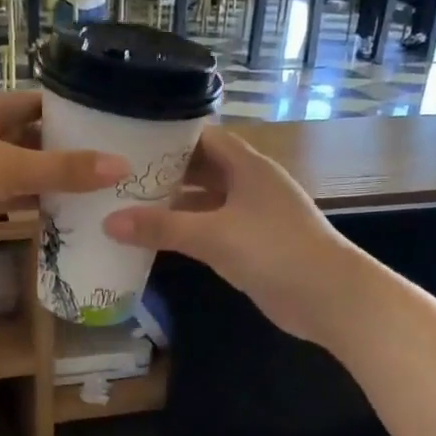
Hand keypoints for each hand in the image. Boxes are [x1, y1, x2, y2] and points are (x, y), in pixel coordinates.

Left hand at [0, 90, 125, 267]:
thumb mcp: (10, 168)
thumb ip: (64, 169)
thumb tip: (120, 166)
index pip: (30, 101)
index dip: (64, 110)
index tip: (100, 124)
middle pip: (21, 137)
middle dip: (57, 149)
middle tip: (100, 162)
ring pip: (9, 170)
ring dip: (40, 180)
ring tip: (84, 190)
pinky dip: (20, 205)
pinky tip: (49, 215)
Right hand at [102, 127, 368, 347]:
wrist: (328, 297)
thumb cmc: (275, 251)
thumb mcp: (213, 235)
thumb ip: (161, 228)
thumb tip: (108, 222)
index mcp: (248, 166)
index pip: (203, 138)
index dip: (168, 138)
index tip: (128, 143)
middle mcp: (250, 185)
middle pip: (200, 170)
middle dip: (163, 174)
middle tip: (118, 179)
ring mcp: (251, 217)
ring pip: (204, 203)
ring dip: (172, 207)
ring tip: (126, 208)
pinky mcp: (251, 247)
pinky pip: (210, 232)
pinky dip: (186, 234)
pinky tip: (155, 242)